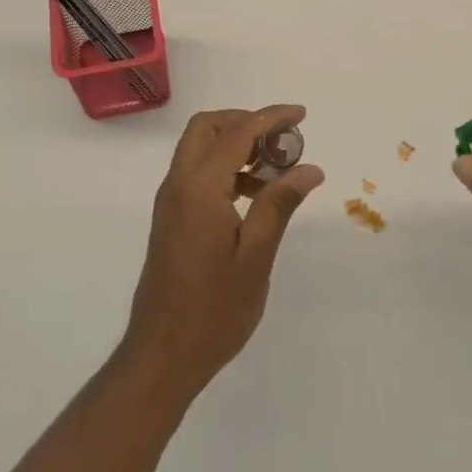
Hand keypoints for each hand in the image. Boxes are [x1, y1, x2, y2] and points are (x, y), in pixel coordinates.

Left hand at [119, 104, 324, 400]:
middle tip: (282, 142)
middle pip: (208, 128)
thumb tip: (309, 168)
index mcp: (198, 189)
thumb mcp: (256, 257)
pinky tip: (255, 195)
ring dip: (236, 144)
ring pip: (200, 148)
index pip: (237, 133)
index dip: (270, 118)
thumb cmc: (213, 311)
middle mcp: (178, 185)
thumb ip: (279, 204)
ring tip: (276, 171)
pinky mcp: (171, 218)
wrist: (162, 357)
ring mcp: (170, 201)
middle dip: (246, 122)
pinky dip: (225, 167)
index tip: (301, 115)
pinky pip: (197, 172)